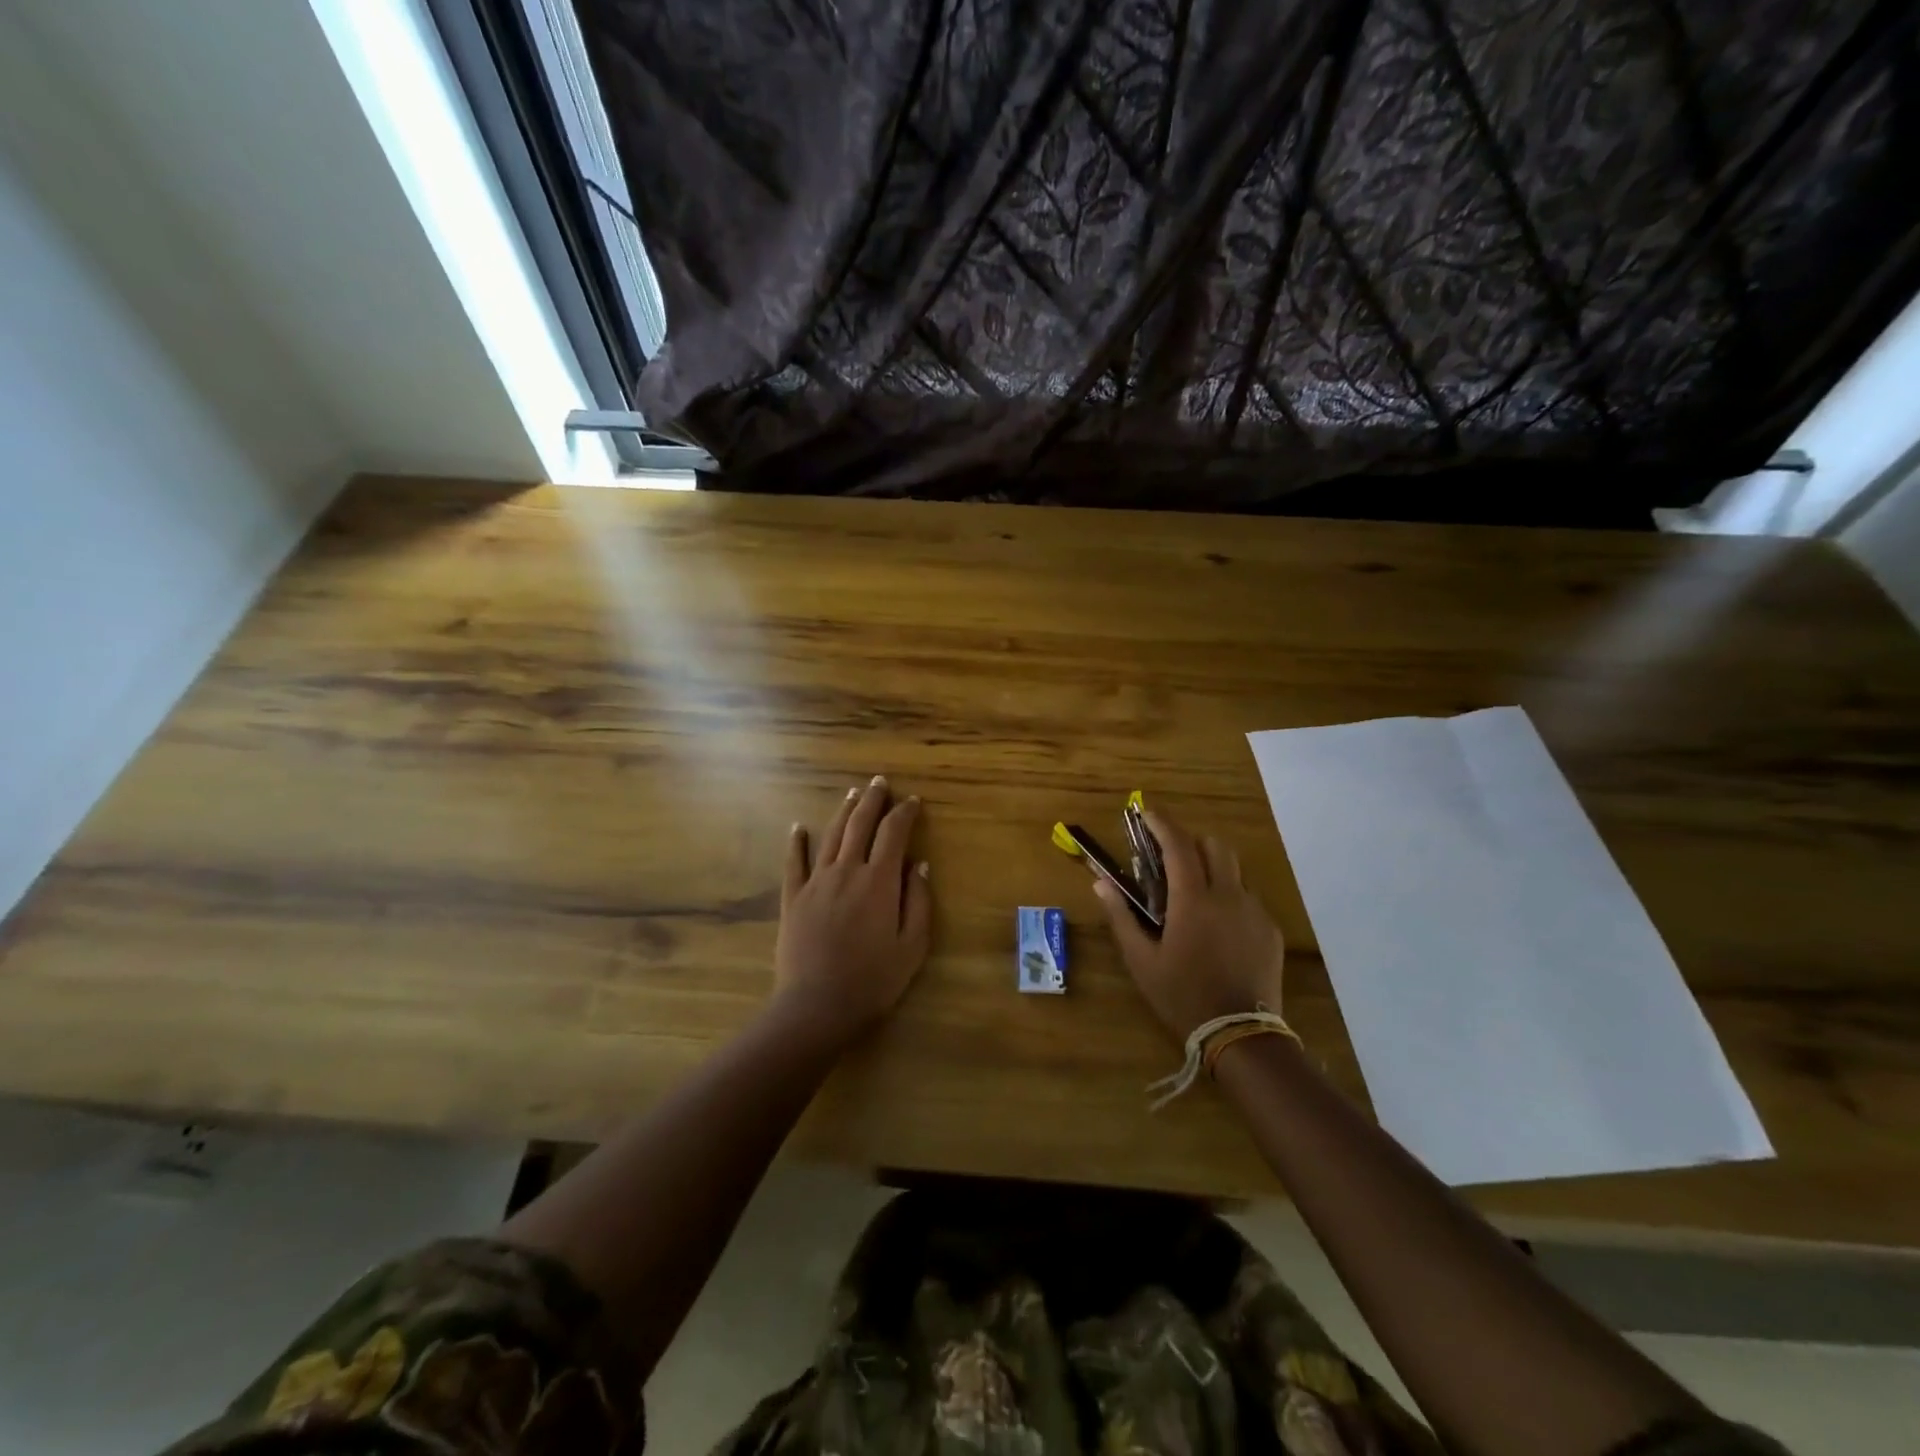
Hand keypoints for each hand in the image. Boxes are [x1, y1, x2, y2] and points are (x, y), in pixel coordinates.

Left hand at [774, 776, 931, 1046]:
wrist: (817, 1006)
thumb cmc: (873, 980)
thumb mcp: (912, 946)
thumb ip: (919, 901)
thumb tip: (920, 865)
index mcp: (879, 881)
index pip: (894, 833)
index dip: (904, 813)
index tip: (913, 801)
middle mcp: (847, 871)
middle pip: (860, 824)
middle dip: (873, 800)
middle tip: (880, 782)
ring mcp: (816, 882)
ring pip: (831, 836)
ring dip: (843, 812)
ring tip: (852, 794)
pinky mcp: (793, 898)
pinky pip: (794, 862)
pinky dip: (796, 842)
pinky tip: (798, 827)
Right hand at [1089, 810, 1285, 1043]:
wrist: (1240, 1035)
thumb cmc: (1182, 995)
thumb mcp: (1141, 960)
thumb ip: (1121, 916)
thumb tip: (1100, 882)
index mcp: (1193, 900)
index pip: (1178, 844)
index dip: (1162, 823)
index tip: (1147, 813)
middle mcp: (1228, 896)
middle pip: (1215, 846)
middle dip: (1191, 841)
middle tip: (1170, 857)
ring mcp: (1255, 912)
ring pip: (1235, 870)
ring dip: (1212, 868)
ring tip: (1194, 893)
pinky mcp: (1270, 930)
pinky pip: (1248, 898)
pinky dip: (1229, 896)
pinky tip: (1217, 926)